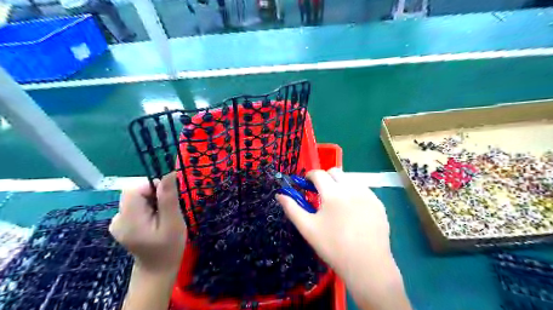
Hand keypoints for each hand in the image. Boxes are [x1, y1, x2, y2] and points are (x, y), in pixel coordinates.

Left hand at [111, 172, 187, 275]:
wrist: (157, 269)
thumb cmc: (169, 247)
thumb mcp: (173, 222)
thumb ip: (168, 198)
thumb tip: (169, 173)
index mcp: (128, 219)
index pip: (134, 189)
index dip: (153, 187)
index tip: (167, 198)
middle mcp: (117, 218)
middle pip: (134, 192)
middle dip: (153, 194)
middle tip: (167, 210)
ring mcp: (117, 221)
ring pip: (136, 197)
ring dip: (152, 201)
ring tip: (162, 217)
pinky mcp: (122, 223)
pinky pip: (135, 205)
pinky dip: (147, 207)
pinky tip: (154, 220)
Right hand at [275, 167, 388, 273]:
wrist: (367, 265)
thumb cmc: (333, 247)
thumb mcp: (308, 228)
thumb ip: (292, 208)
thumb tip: (280, 195)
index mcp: (333, 193)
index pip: (318, 174)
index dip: (309, 176)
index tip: (306, 183)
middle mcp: (351, 188)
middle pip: (335, 172)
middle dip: (325, 178)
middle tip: (321, 193)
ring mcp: (367, 195)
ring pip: (350, 179)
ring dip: (340, 184)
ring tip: (337, 202)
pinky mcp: (378, 203)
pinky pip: (363, 190)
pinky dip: (354, 193)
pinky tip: (353, 210)